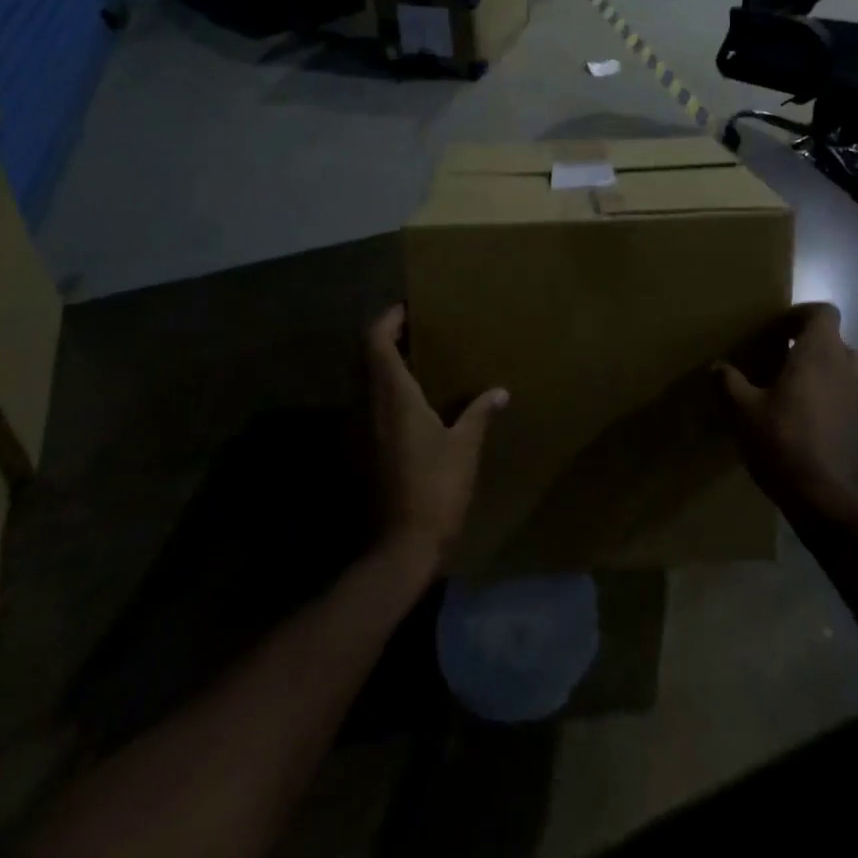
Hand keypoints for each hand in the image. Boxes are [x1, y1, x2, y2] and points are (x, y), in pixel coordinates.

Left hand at [366, 306, 507, 574]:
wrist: (399, 548)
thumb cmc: (435, 489)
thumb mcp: (465, 448)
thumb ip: (480, 413)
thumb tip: (500, 392)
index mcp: (392, 396)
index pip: (375, 341)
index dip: (388, 319)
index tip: (410, 309)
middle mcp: (367, 405)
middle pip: (365, 357)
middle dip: (386, 339)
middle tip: (418, 333)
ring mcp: (357, 430)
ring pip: (362, 382)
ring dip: (383, 366)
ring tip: (418, 363)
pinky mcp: (356, 451)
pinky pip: (365, 406)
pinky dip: (382, 392)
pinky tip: (410, 405)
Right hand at [717, 303, 857, 507]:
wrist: (825, 497)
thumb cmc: (782, 440)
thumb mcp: (742, 410)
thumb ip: (728, 382)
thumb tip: (718, 367)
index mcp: (820, 352)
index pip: (824, 312)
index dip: (801, 315)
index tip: (777, 332)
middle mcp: (846, 366)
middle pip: (834, 340)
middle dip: (809, 345)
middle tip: (779, 360)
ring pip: (843, 369)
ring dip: (822, 372)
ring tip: (792, 389)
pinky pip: (847, 397)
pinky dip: (830, 398)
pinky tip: (803, 420)